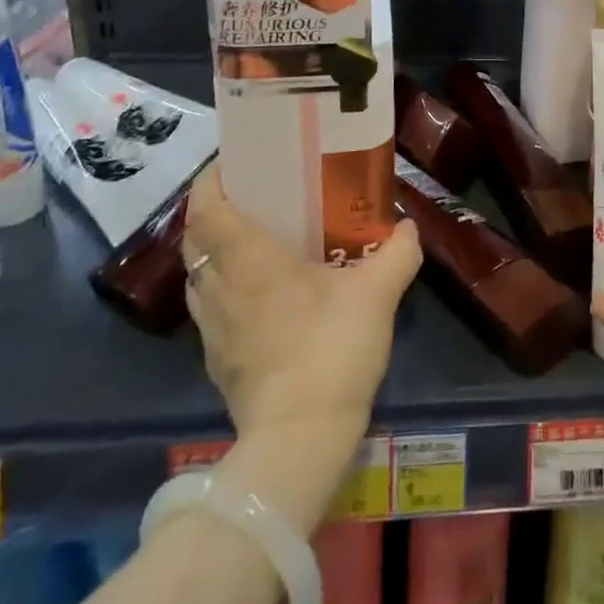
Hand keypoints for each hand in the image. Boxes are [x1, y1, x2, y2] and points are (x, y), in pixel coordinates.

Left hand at [181, 163, 421, 441]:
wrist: (299, 440)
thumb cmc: (331, 349)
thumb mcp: (377, 292)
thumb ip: (396, 252)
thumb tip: (407, 227)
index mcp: (249, 260)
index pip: (206, 208)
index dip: (211, 179)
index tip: (233, 162)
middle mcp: (220, 287)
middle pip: (196, 238)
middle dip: (214, 211)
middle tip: (253, 197)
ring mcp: (212, 328)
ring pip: (198, 275)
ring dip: (215, 252)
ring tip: (253, 242)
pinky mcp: (216, 360)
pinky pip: (209, 308)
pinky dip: (223, 289)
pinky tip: (257, 296)